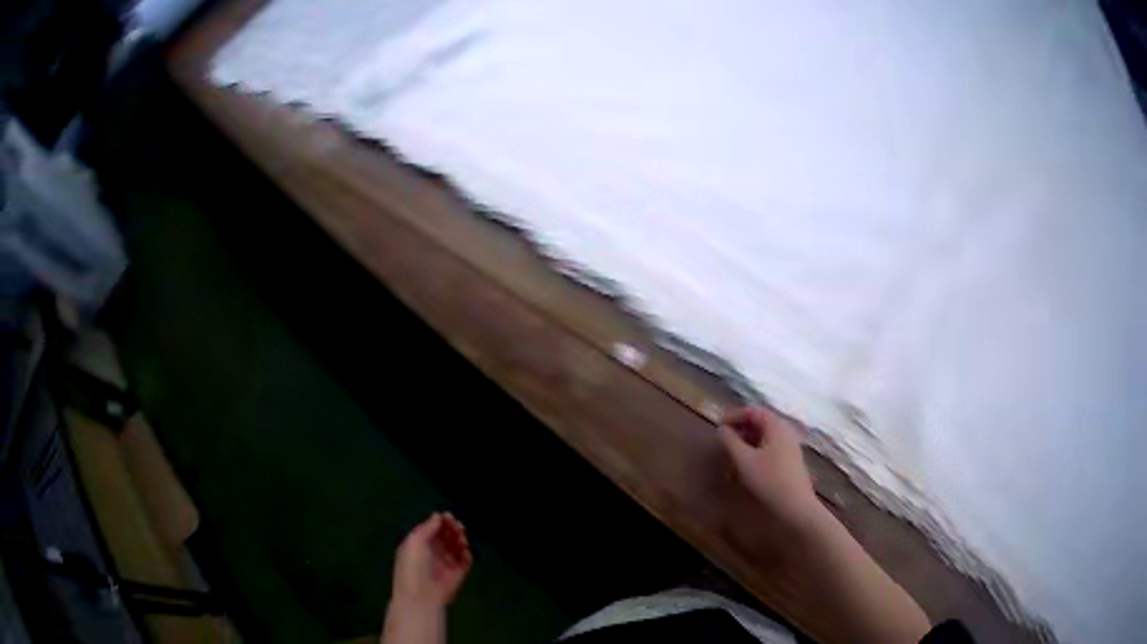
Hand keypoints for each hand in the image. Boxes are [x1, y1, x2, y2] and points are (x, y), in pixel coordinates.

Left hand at [391, 513, 471, 610]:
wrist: (421, 595)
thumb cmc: (413, 566)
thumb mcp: (415, 541)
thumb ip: (427, 527)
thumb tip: (437, 516)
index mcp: (419, 543)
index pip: (432, 529)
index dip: (441, 522)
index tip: (449, 516)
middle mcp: (432, 552)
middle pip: (446, 536)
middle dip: (453, 529)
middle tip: (458, 527)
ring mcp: (445, 563)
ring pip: (456, 547)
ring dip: (460, 540)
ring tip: (461, 540)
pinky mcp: (457, 574)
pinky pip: (465, 561)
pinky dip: (467, 555)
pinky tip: (466, 553)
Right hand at [718, 406, 820, 527]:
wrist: (795, 504)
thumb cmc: (769, 479)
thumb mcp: (744, 460)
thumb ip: (731, 442)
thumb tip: (721, 429)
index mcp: (776, 425)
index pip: (752, 410)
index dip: (733, 415)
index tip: (718, 425)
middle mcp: (785, 430)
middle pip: (760, 421)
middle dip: (740, 427)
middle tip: (724, 439)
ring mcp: (789, 444)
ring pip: (764, 434)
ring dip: (747, 439)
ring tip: (732, 452)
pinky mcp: (790, 457)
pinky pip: (770, 444)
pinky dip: (756, 448)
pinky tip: (747, 462)